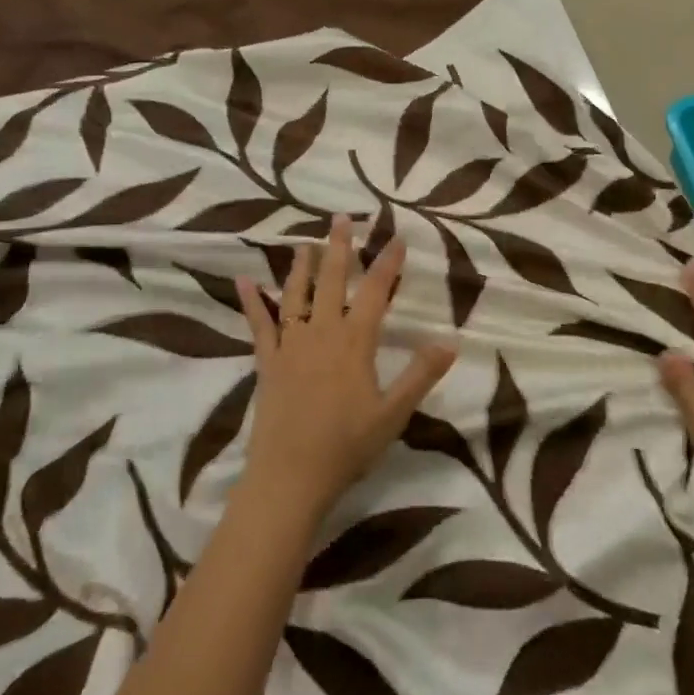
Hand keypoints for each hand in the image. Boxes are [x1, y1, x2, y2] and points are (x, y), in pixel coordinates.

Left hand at [238, 215, 456, 520]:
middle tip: (341, 218)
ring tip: (305, 242)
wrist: (290, 476)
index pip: (376, 292)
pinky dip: (251, 301)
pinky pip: (259, 324)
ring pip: (296, 294)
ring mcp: (291, 344)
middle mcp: (322, 332)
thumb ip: (420, 375)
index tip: (396, 238)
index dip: (388, 263)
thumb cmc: (346, 447)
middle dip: (340, 247)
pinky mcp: (267, 361)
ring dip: (301, 266)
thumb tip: (450, 341)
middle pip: (332, 280)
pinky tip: (243, 281)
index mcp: (355, 342)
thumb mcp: (393, 414)